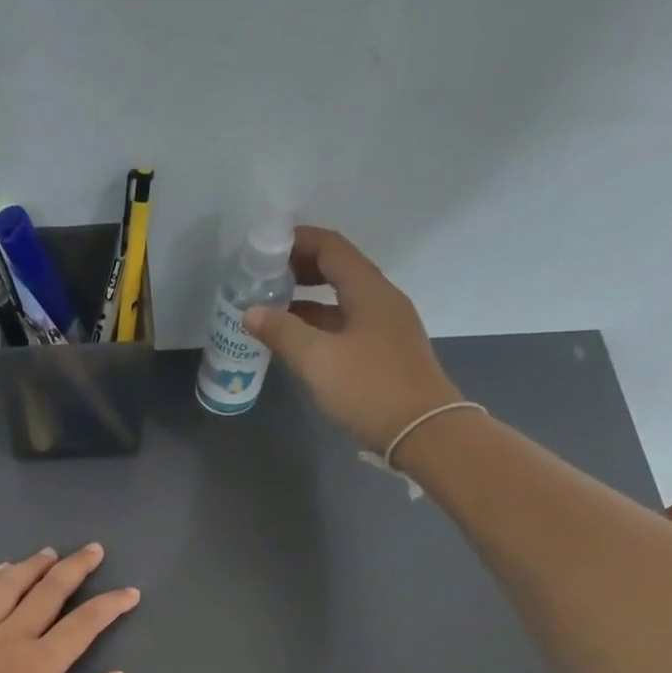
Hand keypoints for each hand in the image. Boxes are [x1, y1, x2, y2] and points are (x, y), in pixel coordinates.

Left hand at [0, 545, 137, 672]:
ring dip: (32, 566)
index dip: (111, 604)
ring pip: (7, 586)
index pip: (84, 622)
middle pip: (47, 590)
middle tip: (93, 550)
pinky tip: (1, 570)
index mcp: (40, 663)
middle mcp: (9, 637)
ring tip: (49, 553)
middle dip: (75, 567)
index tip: (130, 593)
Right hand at [241, 226, 463, 452]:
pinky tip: (296, 340)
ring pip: (341, 299)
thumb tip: (251, 312)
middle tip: (264, 278)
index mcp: (369, 291)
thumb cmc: (369, 388)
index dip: (298, 242)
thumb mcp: (318, 359)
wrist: (420, 430)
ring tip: (272, 308)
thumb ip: (282, 332)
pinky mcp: (383, 351)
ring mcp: (385, 327)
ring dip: (307, 299)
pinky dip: (319, 323)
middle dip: (300, 269)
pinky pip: (346, 324)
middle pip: (339, 270)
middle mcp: (381, 300)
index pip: (332, 248)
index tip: (265, 248)